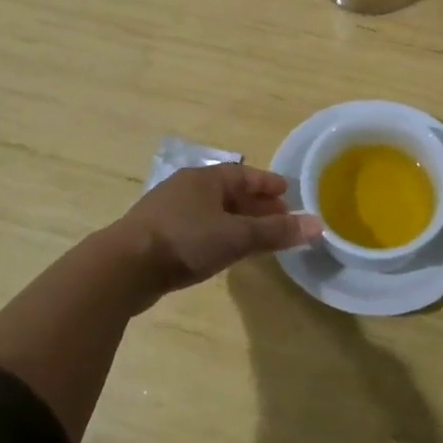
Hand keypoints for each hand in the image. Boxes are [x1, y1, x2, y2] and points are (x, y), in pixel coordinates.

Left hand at [103, 164, 320, 302]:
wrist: (124, 267)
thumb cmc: (185, 240)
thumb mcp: (236, 236)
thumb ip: (275, 232)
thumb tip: (318, 225)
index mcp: (205, 178)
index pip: (244, 175)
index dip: (268, 184)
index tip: (288, 193)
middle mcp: (186, 188)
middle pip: (229, 193)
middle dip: (255, 205)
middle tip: (281, 219)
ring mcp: (169, 212)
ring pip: (213, 212)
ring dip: (237, 222)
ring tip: (258, 238)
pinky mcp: (158, 236)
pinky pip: (198, 229)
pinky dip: (219, 235)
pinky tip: (225, 252)